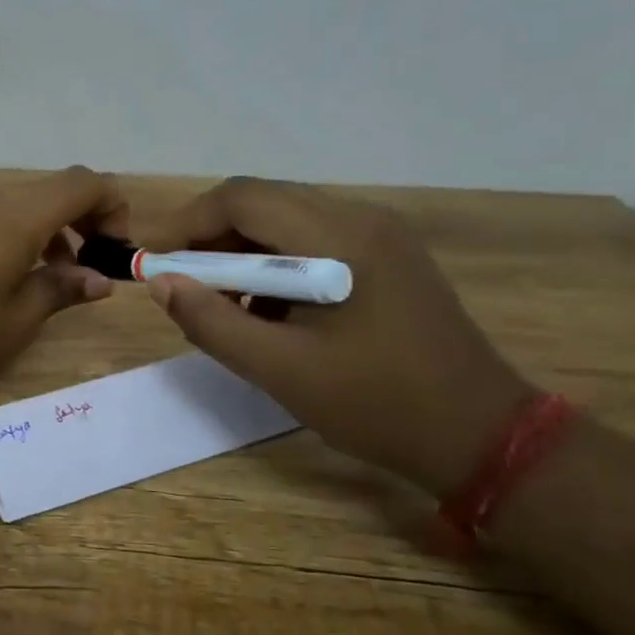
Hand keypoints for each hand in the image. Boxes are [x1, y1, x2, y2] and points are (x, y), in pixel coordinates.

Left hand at [0, 167, 125, 414]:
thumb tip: (100, 278)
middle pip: (51, 190)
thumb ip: (61, 290)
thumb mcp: (16, 322)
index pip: (82, 183)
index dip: (113, 206)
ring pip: (20, 204)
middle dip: (84, 220)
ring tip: (55, 279)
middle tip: (92, 268)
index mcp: (15, 219)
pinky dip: (16, 236)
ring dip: (49, 231)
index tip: (116, 251)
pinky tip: (8, 279)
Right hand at [131, 179, 533, 495]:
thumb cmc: (377, 405)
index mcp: (339, 238)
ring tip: (223, 304)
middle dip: (211, 238)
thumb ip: (212, 322)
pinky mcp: (389, 256)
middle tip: (182, 284)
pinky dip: (277, 265)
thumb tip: (160, 283)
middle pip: (263, 203)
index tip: (154, 262)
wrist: (480, 435)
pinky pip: (314, 241)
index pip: (243, 199)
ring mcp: (381, 235)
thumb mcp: (280, 370)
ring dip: (243, 252)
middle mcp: (362, 218)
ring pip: (287, 221)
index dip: (187, 223)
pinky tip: (270, 311)